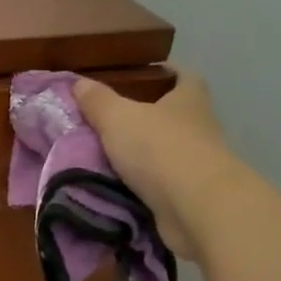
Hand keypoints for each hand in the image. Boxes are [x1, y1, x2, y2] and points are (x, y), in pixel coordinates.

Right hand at [73, 70, 238, 258]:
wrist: (194, 207)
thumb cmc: (159, 148)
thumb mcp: (118, 117)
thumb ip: (98, 101)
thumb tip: (79, 82)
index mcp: (189, 100)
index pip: (185, 77)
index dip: (167, 73)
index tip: (144, 76)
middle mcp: (200, 128)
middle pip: (176, 115)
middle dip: (148, 117)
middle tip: (112, 120)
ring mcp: (200, 164)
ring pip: (169, 151)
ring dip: (144, 155)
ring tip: (108, 156)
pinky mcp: (193, 196)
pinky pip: (163, 184)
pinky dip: (144, 185)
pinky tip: (119, 187)